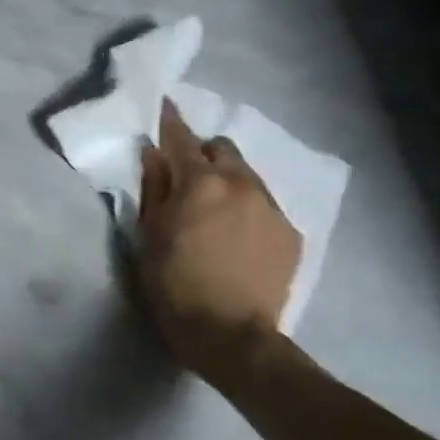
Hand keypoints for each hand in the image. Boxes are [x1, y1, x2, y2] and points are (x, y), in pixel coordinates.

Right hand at [136, 100, 299, 367]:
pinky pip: (264, 204)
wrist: (231, 335)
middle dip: (202, 152)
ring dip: (226, 179)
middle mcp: (242, 185)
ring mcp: (272, 208)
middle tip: (183, 173)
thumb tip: (153, 154)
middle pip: (223, 149)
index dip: (169, 120)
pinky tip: (233, 234)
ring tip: (211, 206)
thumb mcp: (148, 234)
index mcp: (201, 183)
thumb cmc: (174, 283)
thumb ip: (153, 188)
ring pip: (247, 175)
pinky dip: (245, 206)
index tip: (163, 104)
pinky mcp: (290, 233)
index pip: (181, 139)